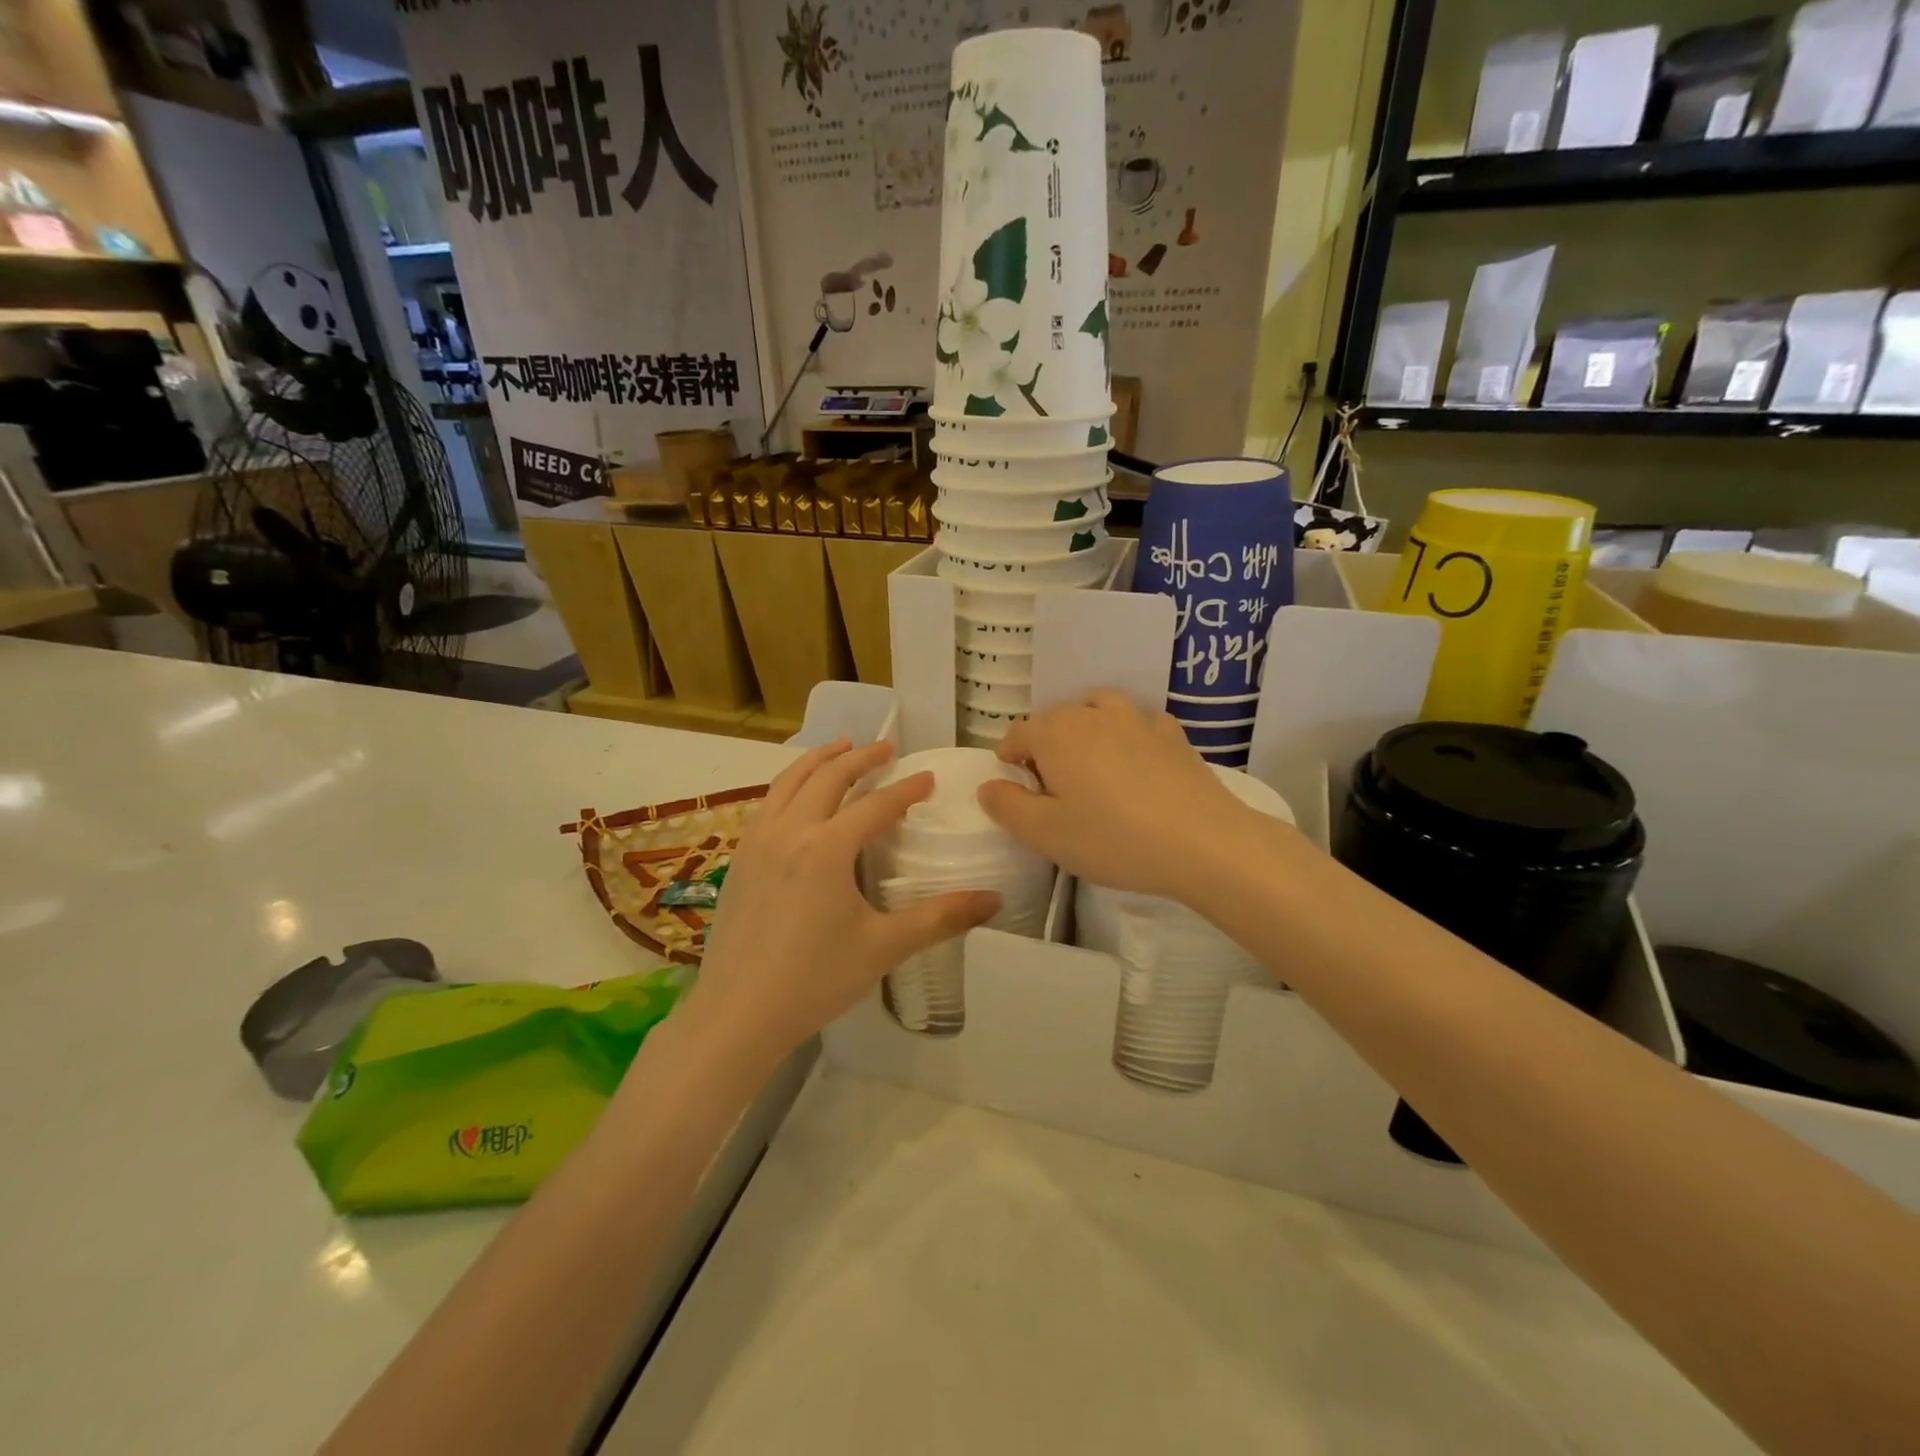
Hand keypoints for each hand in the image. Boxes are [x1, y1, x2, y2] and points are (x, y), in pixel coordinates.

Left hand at [685, 740, 998, 1065]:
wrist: (737, 1013)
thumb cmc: (815, 980)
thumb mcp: (884, 947)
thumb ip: (941, 918)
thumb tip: (994, 900)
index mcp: (827, 848)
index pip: (875, 805)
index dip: (906, 789)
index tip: (928, 777)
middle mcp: (790, 831)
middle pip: (828, 778)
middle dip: (860, 758)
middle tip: (886, 747)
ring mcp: (757, 842)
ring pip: (789, 782)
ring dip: (818, 759)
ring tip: (840, 747)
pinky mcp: (739, 859)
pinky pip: (767, 803)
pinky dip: (789, 784)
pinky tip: (796, 795)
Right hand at [979, 692, 1261, 901]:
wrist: (1203, 842)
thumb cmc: (1113, 839)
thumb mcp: (1046, 834)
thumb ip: (1008, 807)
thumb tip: (988, 786)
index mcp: (1055, 734)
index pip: (1018, 734)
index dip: (1009, 757)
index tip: (1014, 784)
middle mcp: (1092, 714)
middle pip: (1056, 720)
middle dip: (1046, 746)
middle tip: (1052, 788)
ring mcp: (1137, 718)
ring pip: (1097, 711)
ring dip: (1085, 731)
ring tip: (1091, 767)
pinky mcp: (1172, 733)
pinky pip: (1136, 724)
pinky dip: (1126, 736)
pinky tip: (1135, 765)